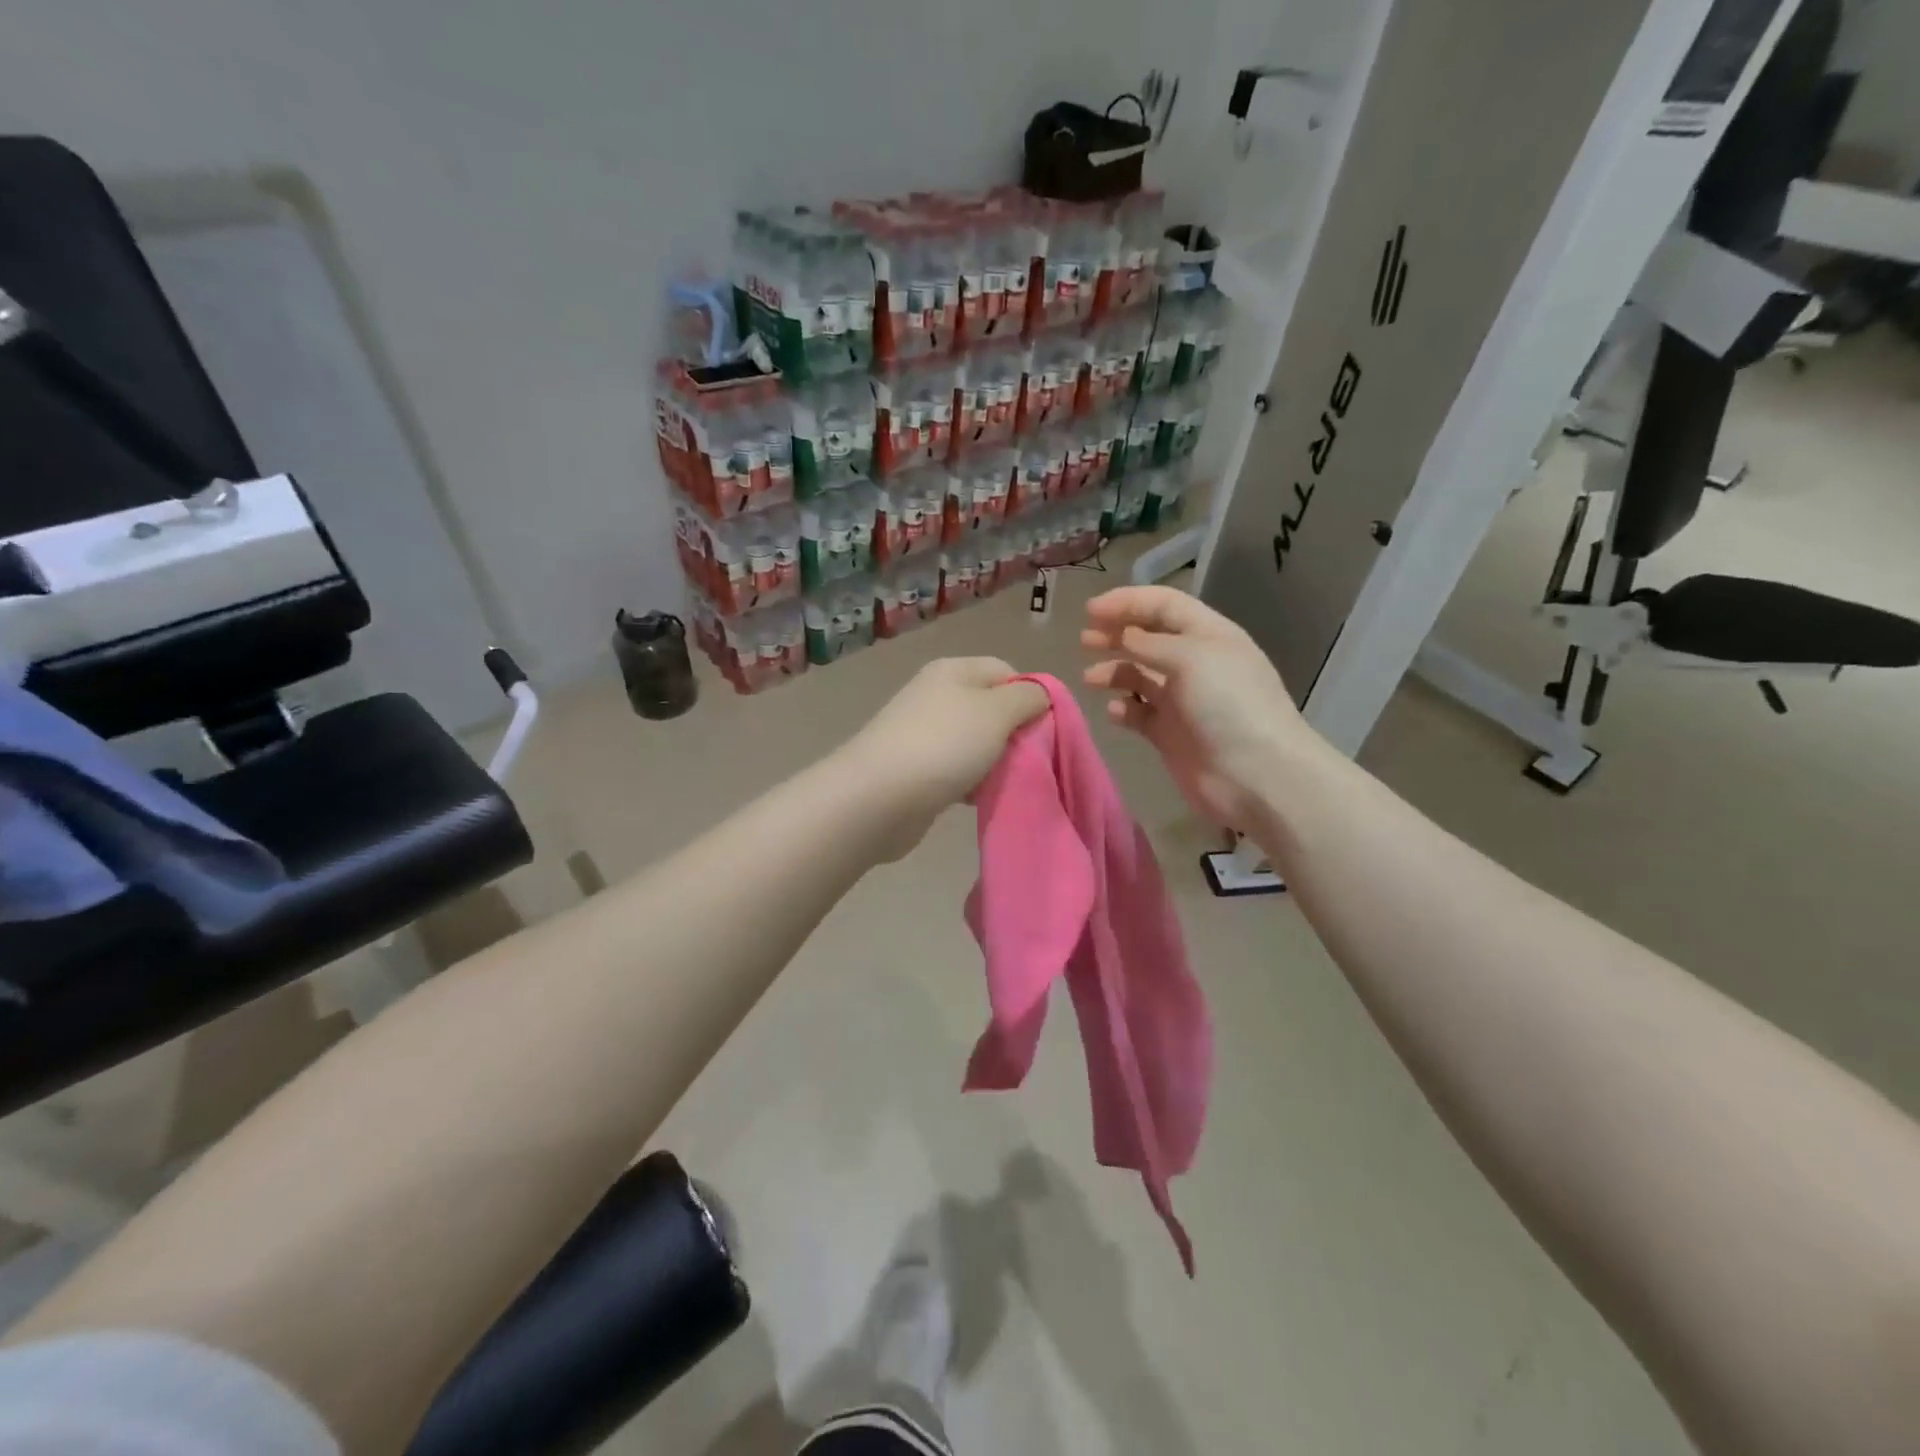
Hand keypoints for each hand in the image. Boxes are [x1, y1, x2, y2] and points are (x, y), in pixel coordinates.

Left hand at [843, 658, 1048, 855]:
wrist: (878, 798)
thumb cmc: (944, 745)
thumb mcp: (996, 711)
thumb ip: (1027, 697)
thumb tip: (1039, 694)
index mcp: (953, 670)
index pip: (1006, 671)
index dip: (1030, 695)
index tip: (1044, 728)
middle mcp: (937, 695)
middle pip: (992, 709)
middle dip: (1015, 734)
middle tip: (1030, 759)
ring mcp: (924, 733)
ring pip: (977, 743)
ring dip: (995, 763)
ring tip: (1006, 782)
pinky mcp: (917, 769)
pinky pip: (958, 770)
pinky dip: (972, 783)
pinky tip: (978, 799)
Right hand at [1081, 586, 1325, 831]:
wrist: (1255, 775)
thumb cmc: (1227, 704)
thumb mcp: (1190, 658)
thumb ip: (1149, 643)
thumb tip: (1123, 634)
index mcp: (1208, 635)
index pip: (1163, 605)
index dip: (1127, 602)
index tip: (1090, 611)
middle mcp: (1195, 663)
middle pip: (1148, 639)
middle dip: (1116, 634)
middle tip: (1085, 640)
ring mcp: (1182, 700)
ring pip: (1139, 676)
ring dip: (1114, 672)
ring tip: (1091, 679)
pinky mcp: (1170, 734)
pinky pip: (1139, 714)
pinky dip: (1124, 709)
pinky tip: (1115, 711)